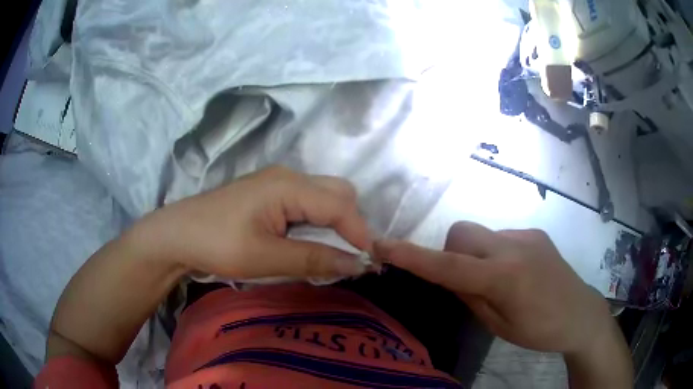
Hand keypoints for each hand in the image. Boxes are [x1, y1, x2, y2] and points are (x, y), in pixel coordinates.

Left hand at [132, 166, 371, 278]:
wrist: (177, 235)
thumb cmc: (217, 244)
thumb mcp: (266, 257)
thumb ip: (314, 259)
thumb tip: (358, 265)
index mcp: (288, 185)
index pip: (340, 205)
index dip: (360, 233)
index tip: (371, 262)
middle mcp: (288, 176)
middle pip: (338, 192)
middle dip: (351, 223)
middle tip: (349, 256)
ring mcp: (277, 183)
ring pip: (324, 196)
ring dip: (335, 223)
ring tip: (333, 253)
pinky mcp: (269, 194)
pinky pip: (307, 202)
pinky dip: (317, 222)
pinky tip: (309, 242)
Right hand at [375, 221, 612, 354]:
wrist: (581, 313)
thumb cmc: (540, 330)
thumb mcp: (499, 325)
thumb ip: (470, 296)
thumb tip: (449, 275)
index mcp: (504, 278)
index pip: (448, 266)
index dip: (412, 256)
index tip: (382, 246)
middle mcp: (513, 247)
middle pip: (462, 233)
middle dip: (451, 253)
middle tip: (465, 281)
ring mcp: (527, 236)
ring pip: (481, 235)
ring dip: (475, 255)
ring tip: (495, 280)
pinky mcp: (536, 233)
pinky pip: (500, 237)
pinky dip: (495, 253)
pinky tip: (515, 273)